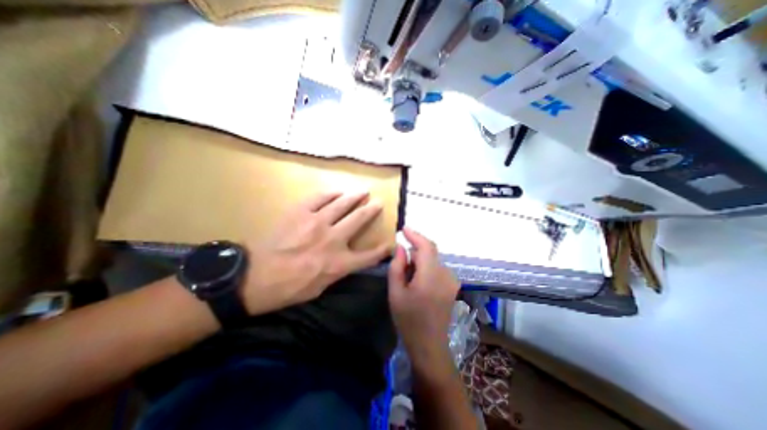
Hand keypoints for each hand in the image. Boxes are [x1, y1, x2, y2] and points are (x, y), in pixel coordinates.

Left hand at [242, 192, 391, 315]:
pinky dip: (331, 194)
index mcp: (339, 263)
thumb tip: (347, 261)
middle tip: (378, 203)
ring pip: (342, 204)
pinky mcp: (301, 213)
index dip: (382, 250)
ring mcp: (317, 223)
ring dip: (355, 197)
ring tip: (363, 191)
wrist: (255, 278)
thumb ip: (338, 272)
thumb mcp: (320, 288)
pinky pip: (320, 198)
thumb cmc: (289, 289)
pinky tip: (337, 192)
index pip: (369, 256)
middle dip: (372, 210)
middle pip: (359, 220)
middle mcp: (333, 239)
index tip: (389, 243)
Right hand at [387, 227, 457, 366]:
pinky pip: (437, 268)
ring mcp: (452, 280)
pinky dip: (426, 268)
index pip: (426, 246)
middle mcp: (446, 275)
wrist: (429, 345)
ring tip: (408, 277)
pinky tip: (418, 282)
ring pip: (433, 260)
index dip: (415, 235)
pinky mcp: (452, 285)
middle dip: (414, 252)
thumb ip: (397, 266)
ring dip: (420, 261)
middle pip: (429, 252)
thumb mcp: (395, 292)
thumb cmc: (408, 320)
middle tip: (400, 263)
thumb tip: (400, 247)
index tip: (403, 229)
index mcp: (431, 277)